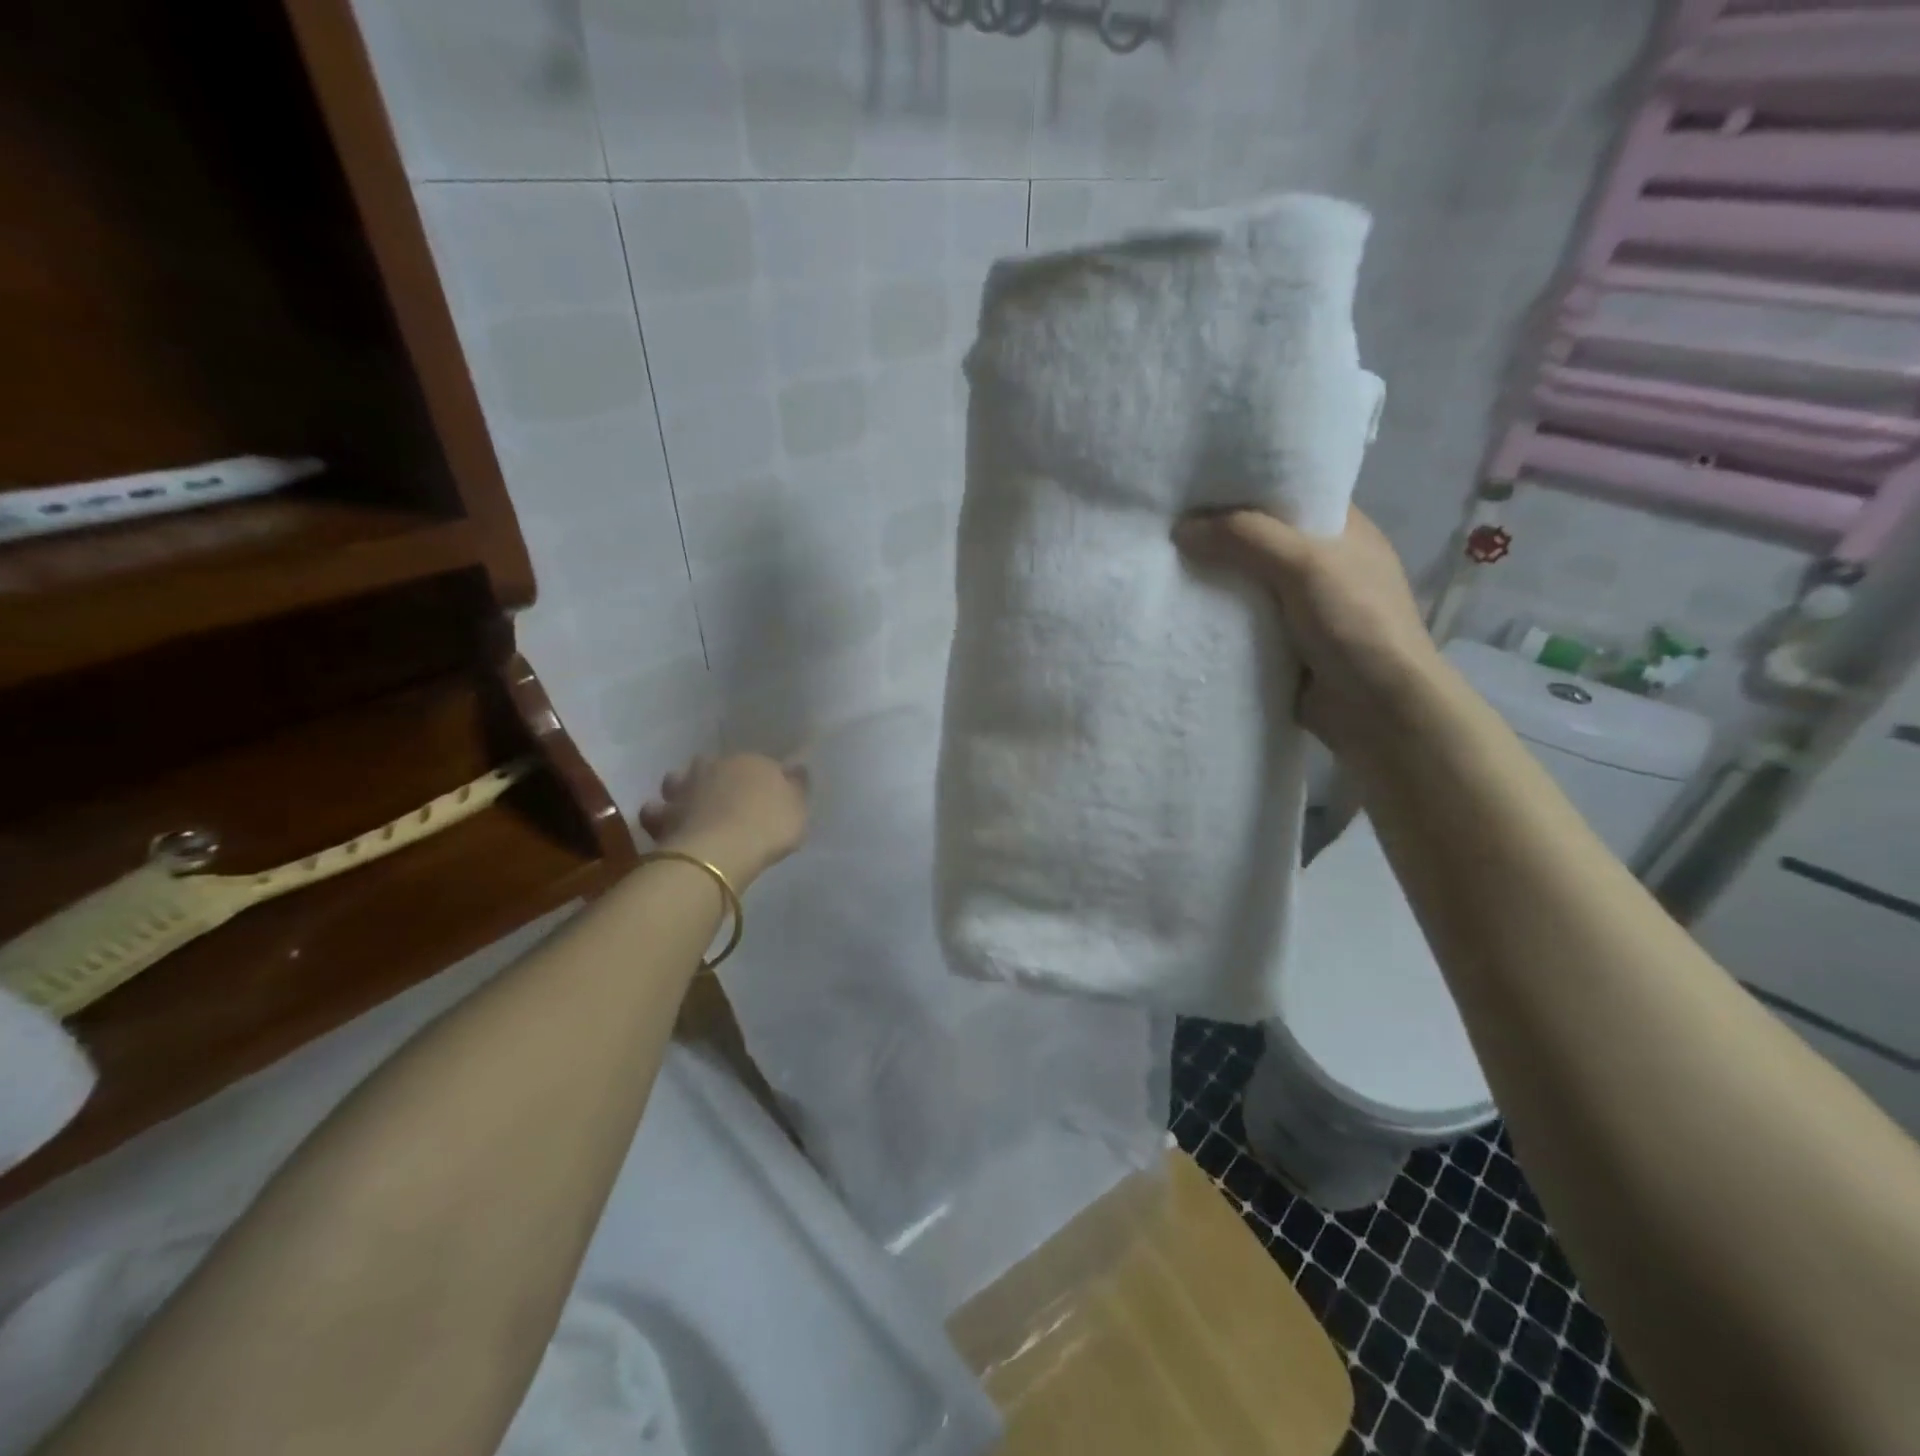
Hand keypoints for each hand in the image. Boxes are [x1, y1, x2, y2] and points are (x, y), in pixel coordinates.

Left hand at [639, 753, 809, 889]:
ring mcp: (684, 789)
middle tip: (726, 800)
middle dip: (717, 777)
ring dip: (683, 789)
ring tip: (691, 808)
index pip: (758, 764)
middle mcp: (715, 767)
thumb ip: (796, 786)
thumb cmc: (769, 826)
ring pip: (679, 780)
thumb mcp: (798, 808)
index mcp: (751, 762)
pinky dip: (658, 815)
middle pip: (714, 765)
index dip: (761, 780)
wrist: (722, 850)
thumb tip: (795, 768)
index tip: (765, 798)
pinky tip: (667, 826)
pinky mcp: (662, 815)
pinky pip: (656, 811)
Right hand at [1173, 505, 1443, 759]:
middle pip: (1261, 539)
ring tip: (1163, 564)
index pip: (1290, 493)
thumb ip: (1245, 537)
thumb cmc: (1355, 621)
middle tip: (1168, 524)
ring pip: (1247, 583)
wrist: (1376, 708)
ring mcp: (1302, 607)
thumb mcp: (1304, 564)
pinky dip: (1216, 618)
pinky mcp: (1284, 645)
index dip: (1247, 486)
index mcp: (1342, 530)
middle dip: (1219, 535)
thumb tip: (1181, 528)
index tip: (1197, 482)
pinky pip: (1241, 623)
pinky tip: (1181, 610)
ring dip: (1214, 580)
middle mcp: (1322, 563)